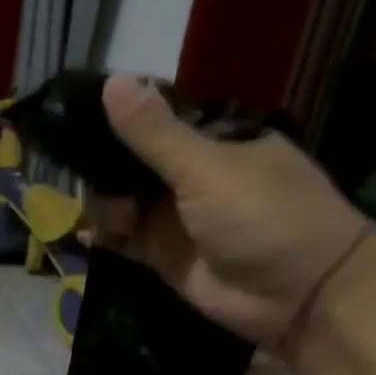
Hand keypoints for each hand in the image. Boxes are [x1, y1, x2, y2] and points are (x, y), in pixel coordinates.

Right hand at [93, 75, 372, 348]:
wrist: (298, 294)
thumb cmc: (264, 216)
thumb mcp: (207, 168)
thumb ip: (154, 134)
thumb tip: (111, 79)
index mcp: (213, 140)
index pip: (155, 121)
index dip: (118, 122)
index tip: (77, 121)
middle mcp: (192, 174)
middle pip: (132, 163)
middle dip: (104, 169)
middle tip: (85, 178)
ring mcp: (176, 216)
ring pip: (123, 201)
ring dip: (104, 204)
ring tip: (106, 216)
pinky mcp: (163, 254)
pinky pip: (123, 239)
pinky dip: (105, 235)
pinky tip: (86, 234)